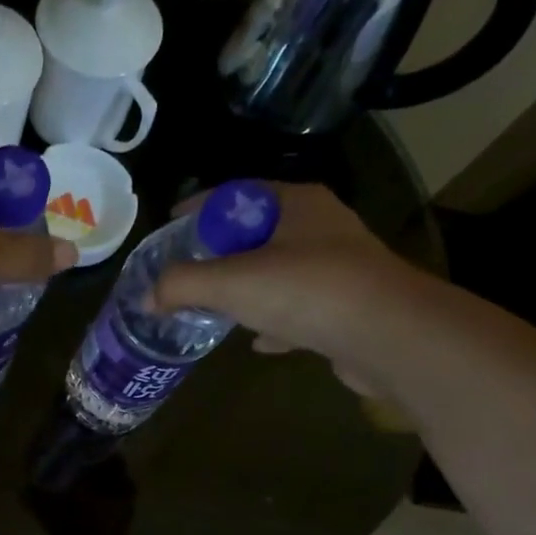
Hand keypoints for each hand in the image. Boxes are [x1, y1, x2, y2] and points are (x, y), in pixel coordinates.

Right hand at [151, 182, 424, 393]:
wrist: (388, 336)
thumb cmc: (306, 291)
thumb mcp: (231, 283)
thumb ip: (182, 285)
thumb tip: (147, 297)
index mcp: (295, 204)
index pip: (236, 193)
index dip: (198, 207)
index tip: (169, 223)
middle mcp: (320, 226)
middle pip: (257, 232)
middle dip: (220, 252)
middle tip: (187, 270)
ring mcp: (338, 267)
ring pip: (279, 271)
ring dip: (248, 288)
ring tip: (215, 307)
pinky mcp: (348, 306)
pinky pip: (299, 309)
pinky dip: (275, 321)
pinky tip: (258, 341)